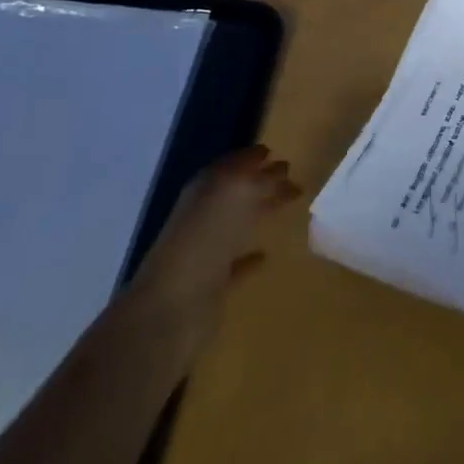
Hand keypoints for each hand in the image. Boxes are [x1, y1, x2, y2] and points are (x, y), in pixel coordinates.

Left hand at [125, 145, 300, 362]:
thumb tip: (279, 170)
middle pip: (237, 192)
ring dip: (258, 215)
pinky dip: (250, 257)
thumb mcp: (238, 195)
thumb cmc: (205, 240)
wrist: (171, 310)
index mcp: (206, 188)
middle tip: (292, 179)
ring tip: (287, 208)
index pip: (233, 164)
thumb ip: (261, 180)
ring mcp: (205, 250)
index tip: (278, 154)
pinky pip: (235, 263)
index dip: (254, 157)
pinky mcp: (211, 285)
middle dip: (262, 183)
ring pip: (237, 225)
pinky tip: (266, 254)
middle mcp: (203, 214)